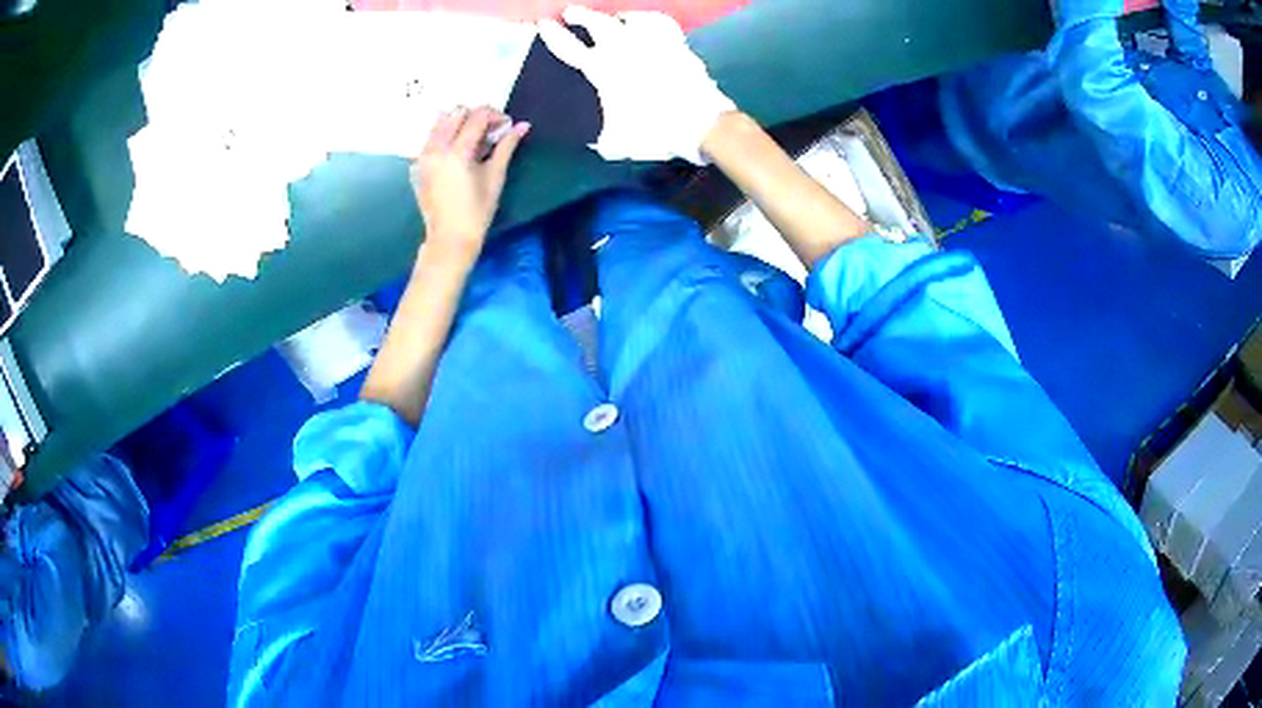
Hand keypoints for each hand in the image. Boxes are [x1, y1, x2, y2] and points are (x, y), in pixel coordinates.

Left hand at [411, 106, 530, 261]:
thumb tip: (523, 125)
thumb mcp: (495, 176)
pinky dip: (444, 134)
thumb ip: (507, 146)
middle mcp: (436, 149)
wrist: (449, 237)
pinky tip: (456, 148)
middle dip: (476, 115)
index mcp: (457, 152)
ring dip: (459, 122)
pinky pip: (430, 137)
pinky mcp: (417, 164)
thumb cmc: (477, 210)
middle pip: (457, 113)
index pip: (476, 116)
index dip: (495, 115)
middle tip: (490, 130)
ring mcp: (423, 156)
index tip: (505, 125)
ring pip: (440, 122)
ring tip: (473, 137)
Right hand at [538, 6, 734, 164]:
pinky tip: (648, 19)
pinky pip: (659, 21)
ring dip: (616, 16)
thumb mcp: (619, 143)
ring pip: (627, 17)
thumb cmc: (655, 132)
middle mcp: (622, 49)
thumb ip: (602, 140)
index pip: (569, 47)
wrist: (698, 122)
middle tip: (572, 12)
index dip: (553, 34)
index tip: (544, 23)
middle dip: (581, 15)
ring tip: (614, 17)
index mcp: (602, 70)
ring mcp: (650, 42)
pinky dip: (651, 18)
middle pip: (596, 22)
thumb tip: (595, 142)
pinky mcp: (675, 42)